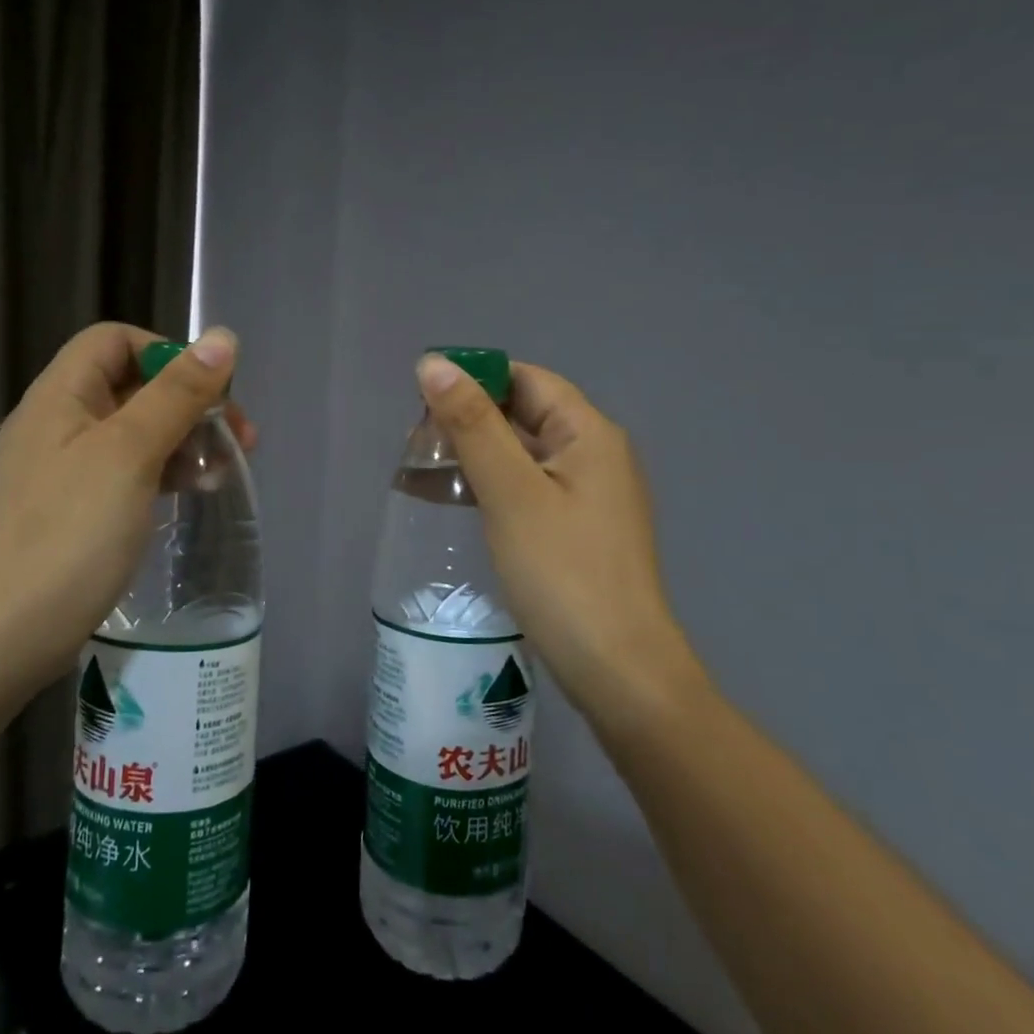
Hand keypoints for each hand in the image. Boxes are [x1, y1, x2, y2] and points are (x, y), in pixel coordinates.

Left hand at [0, 322, 254, 688]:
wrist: (10, 631)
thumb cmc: (72, 530)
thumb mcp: (131, 452)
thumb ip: (178, 393)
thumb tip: (222, 337)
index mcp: (60, 396)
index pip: (114, 341)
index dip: (165, 354)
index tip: (207, 392)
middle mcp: (58, 423)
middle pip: (131, 386)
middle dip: (188, 403)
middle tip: (239, 437)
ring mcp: (64, 469)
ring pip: (135, 432)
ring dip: (183, 440)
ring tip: (223, 471)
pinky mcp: (75, 509)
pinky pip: (127, 471)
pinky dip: (164, 473)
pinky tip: (194, 493)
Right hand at [416, 353, 707, 725]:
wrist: (618, 670)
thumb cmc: (562, 573)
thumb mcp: (510, 492)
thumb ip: (473, 424)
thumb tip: (434, 363)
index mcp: (589, 433)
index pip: (526, 379)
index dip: (474, 379)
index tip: (420, 400)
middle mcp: (596, 455)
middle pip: (525, 414)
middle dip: (469, 420)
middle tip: (415, 444)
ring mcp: (590, 495)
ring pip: (523, 453)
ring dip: (476, 455)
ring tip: (423, 472)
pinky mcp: (579, 530)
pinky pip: (529, 488)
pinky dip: (492, 486)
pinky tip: (457, 502)